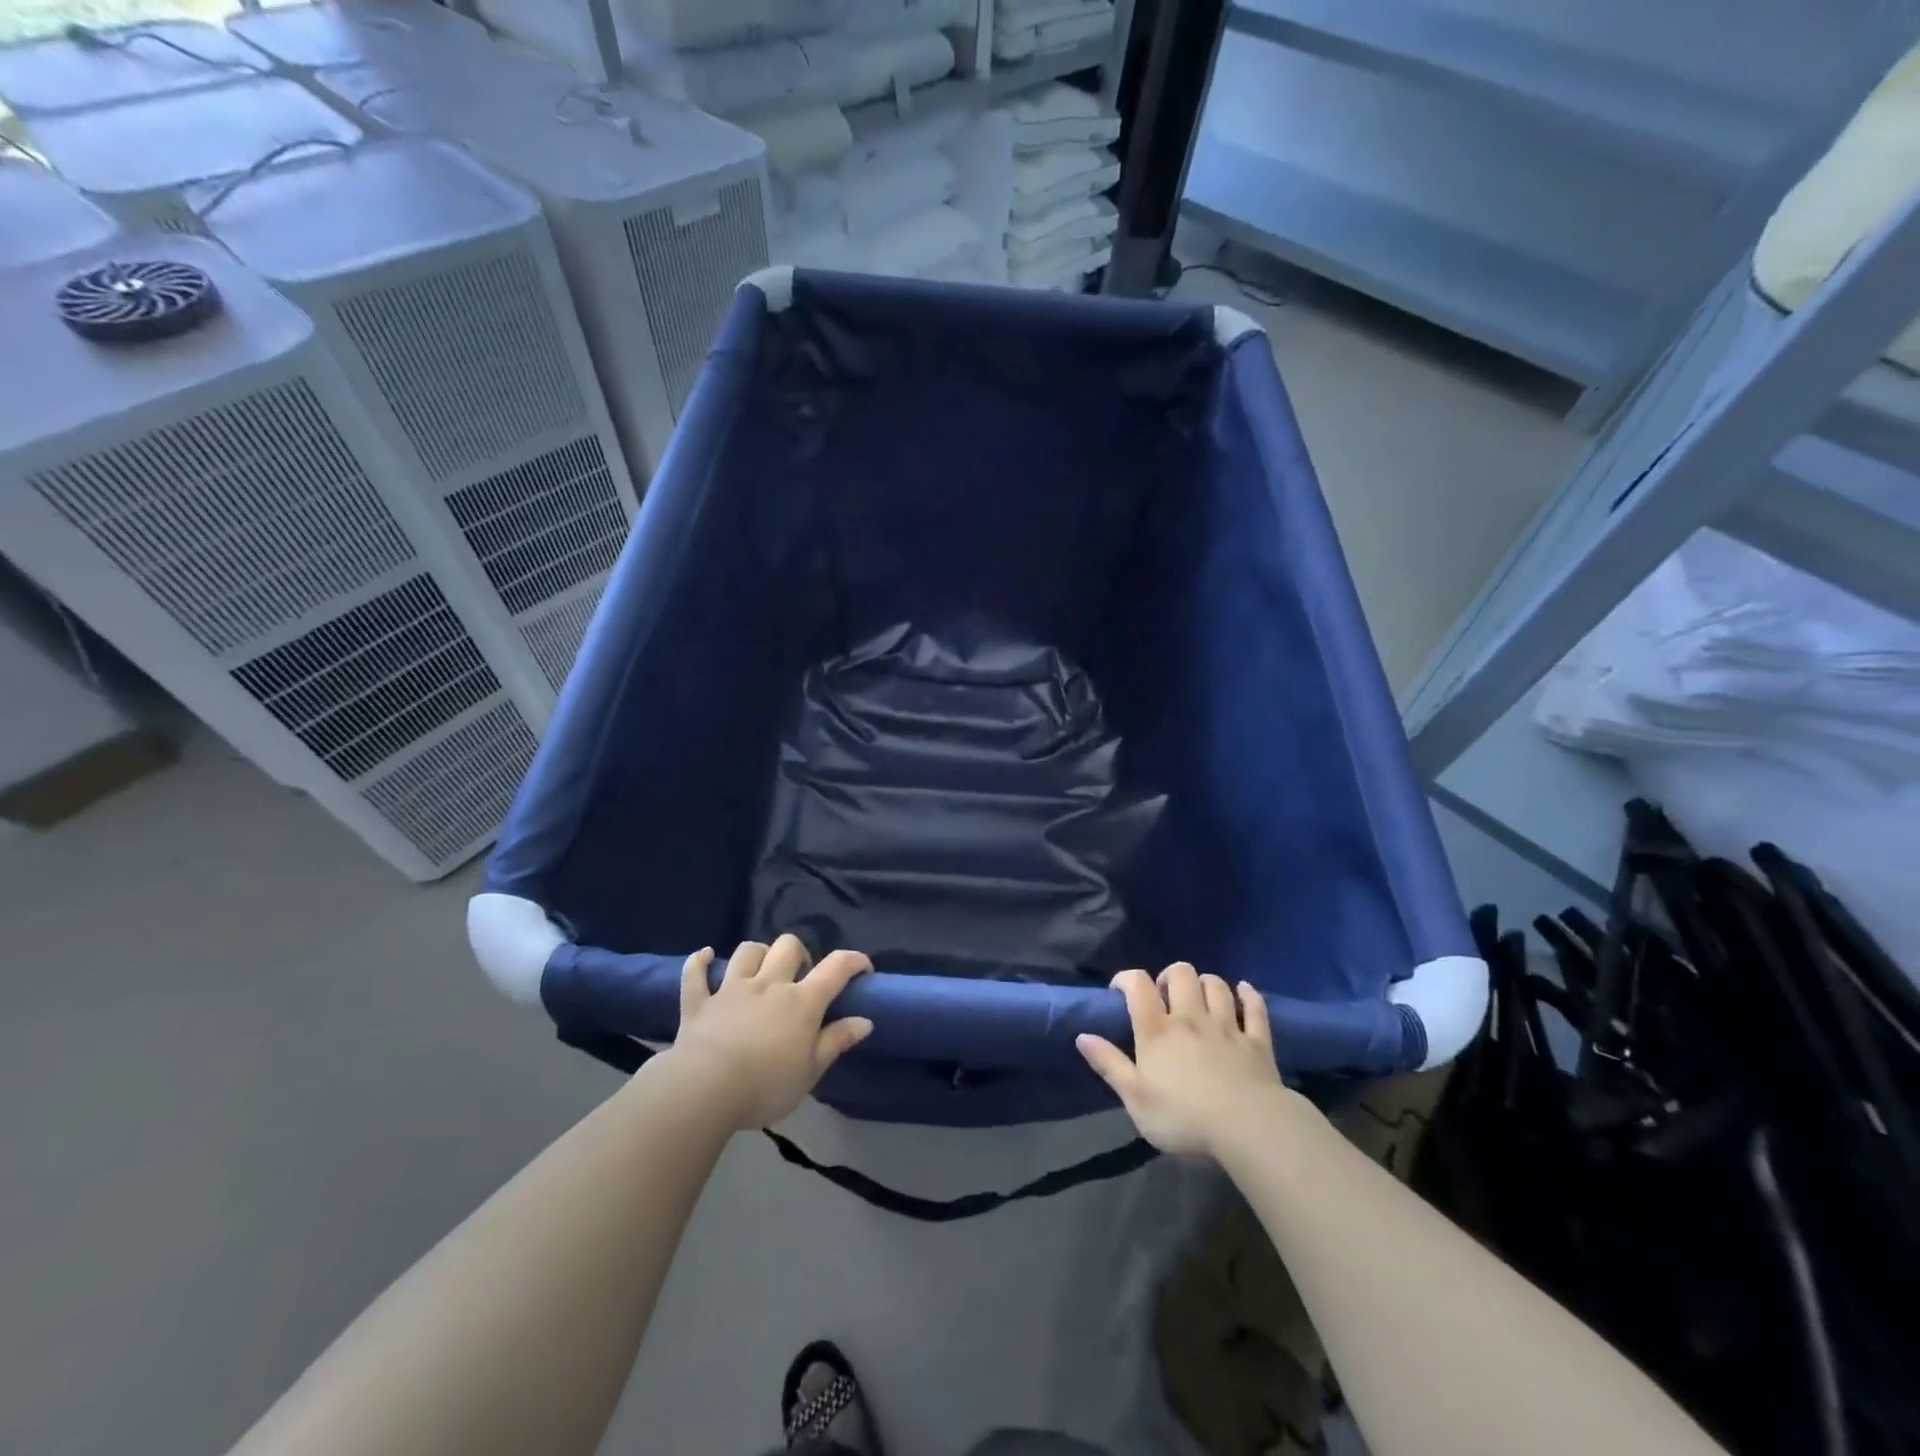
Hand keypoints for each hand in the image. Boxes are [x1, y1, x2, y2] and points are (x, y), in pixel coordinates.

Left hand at [669, 934, 873, 1129]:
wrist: (704, 1090)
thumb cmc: (765, 1086)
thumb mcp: (810, 1072)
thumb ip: (837, 1041)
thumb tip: (865, 1021)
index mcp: (801, 1002)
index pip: (836, 968)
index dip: (853, 961)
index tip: (863, 968)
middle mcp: (769, 984)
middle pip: (788, 946)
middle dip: (799, 953)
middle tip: (800, 977)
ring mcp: (731, 989)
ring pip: (748, 951)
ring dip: (758, 954)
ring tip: (761, 970)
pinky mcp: (698, 1002)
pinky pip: (696, 972)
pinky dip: (700, 962)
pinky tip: (706, 957)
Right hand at [1076, 963, 1287, 1158]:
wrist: (1248, 1128)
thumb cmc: (1184, 1118)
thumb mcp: (1136, 1099)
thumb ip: (1109, 1065)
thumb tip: (1082, 1036)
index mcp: (1157, 1030)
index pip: (1138, 985)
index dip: (1126, 978)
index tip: (1119, 990)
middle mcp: (1191, 1018)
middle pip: (1181, 974)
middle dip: (1170, 976)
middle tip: (1165, 996)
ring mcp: (1227, 1026)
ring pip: (1216, 986)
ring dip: (1205, 983)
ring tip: (1199, 997)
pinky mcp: (1257, 1041)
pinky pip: (1254, 1008)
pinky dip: (1248, 995)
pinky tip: (1243, 991)